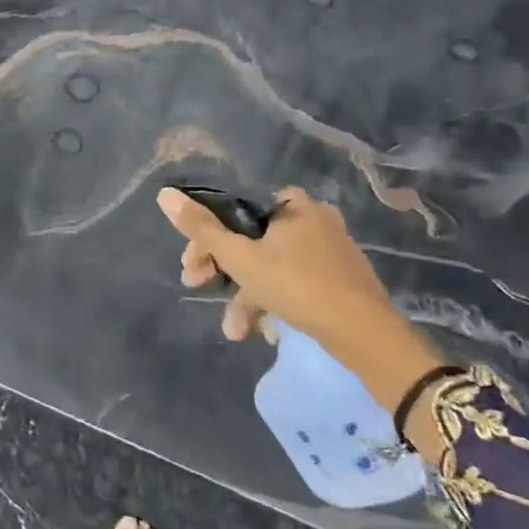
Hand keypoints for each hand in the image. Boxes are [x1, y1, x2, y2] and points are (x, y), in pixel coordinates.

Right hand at [157, 187, 401, 347]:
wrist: (364, 334)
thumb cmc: (297, 286)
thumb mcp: (240, 258)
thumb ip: (201, 229)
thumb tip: (164, 194)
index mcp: (292, 204)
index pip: (235, 212)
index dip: (206, 240)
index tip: (191, 269)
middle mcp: (314, 218)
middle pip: (252, 241)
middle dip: (224, 273)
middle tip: (202, 290)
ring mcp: (331, 248)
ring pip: (273, 267)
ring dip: (248, 297)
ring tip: (237, 331)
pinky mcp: (342, 278)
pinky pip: (296, 283)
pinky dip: (276, 302)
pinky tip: (268, 330)